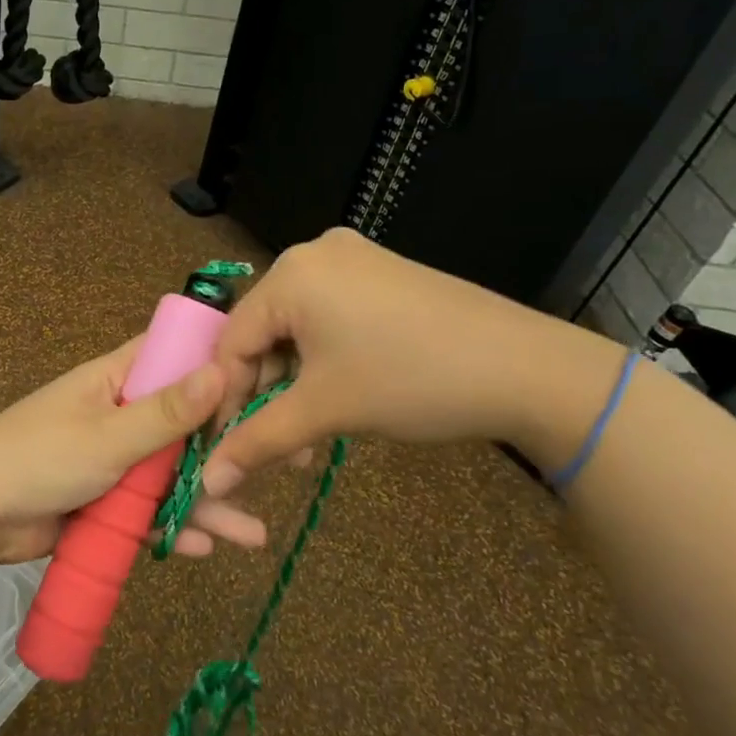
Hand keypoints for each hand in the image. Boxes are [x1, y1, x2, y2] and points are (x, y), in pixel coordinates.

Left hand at [0, 338, 272, 565]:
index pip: (174, 356)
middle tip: (279, 471)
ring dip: (207, 502)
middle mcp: (120, 414)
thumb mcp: (107, 436)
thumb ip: (166, 411)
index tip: (266, 382)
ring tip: (252, 536)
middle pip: (184, 426)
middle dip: (225, 450)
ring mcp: (113, 461)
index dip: (218, 365)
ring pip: (171, 477)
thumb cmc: (38, 459)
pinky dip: (171, 526)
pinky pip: (147, 511)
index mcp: (116, 380)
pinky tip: (203, 548)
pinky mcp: (103, 502)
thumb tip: (222, 366)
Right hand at [201, 228, 617, 497]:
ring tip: (311, 431)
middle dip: (266, 392)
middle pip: (264, 331)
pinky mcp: (382, 273)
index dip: (226, 397)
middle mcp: (313, 253)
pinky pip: (329, 315)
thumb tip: (207, 482)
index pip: (232, 340)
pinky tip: (339, 392)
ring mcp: (353, 259)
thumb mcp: (326, 410)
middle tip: (279, 444)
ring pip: (297, 327)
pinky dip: (323, 357)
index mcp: (291, 273)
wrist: (527, 368)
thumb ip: (257, 442)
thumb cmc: (411, 381)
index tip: (228, 446)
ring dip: (295, 381)